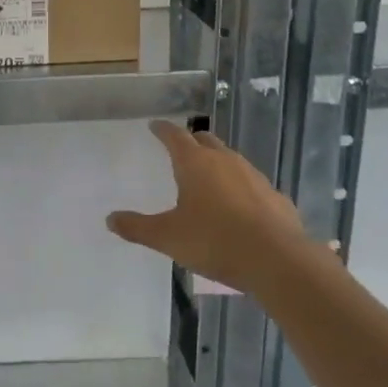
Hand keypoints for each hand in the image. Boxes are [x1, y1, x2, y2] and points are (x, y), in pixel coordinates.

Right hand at [106, 120, 312, 294]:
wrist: (277, 260)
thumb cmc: (214, 241)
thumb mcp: (167, 237)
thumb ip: (137, 227)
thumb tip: (110, 219)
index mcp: (195, 163)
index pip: (174, 135)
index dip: (162, 129)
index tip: (154, 125)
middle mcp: (225, 161)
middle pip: (205, 140)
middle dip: (192, 142)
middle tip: (181, 149)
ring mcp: (254, 176)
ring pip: (231, 160)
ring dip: (218, 164)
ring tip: (208, 180)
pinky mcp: (275, 197)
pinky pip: (252, 185)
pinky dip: (240, 189)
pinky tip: (238, 208)